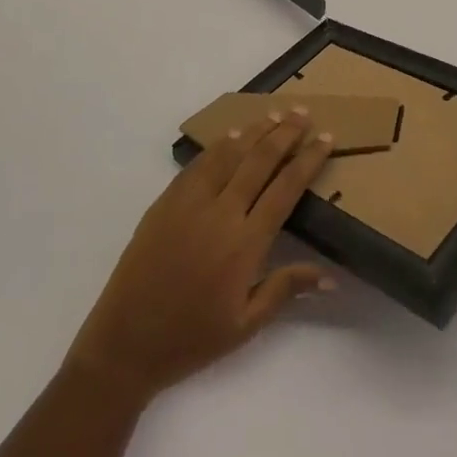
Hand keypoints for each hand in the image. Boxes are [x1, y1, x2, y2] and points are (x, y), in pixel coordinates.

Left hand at [65, 109, 335, 403]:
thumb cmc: (191, 339)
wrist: (126, 343)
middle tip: (304, 113)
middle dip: (286, 133)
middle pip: (260, 160)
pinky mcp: (166, 201)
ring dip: (255, 131)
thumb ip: (286, 290)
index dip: (308, 159)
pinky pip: (199, 164)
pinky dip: (219, 145)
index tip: (326, 138)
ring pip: (229, 153)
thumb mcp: (246, 326)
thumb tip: (331, 276)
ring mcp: (190, 202)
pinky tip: (231, 136)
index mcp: (245, 243)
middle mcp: (221, 213)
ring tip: (275, 114)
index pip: (286, 188)